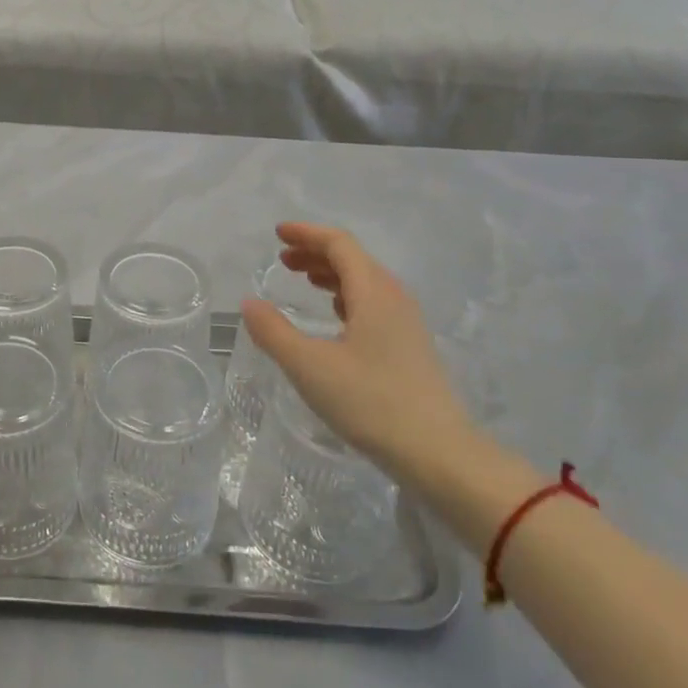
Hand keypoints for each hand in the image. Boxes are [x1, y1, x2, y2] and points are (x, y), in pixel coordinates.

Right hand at [239, 223, 472, 478]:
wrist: (438, 454)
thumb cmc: (370, 402)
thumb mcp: (309, 367)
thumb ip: (273, 332)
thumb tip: (249, 303)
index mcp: (373, 292)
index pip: (339, 244)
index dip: (307, 233)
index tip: (277, 233)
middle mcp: (394, 297)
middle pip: (353, 259)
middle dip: (315, 252)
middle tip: (282, 260)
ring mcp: (407, 322)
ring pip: (365, 281)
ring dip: (331, 274)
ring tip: (303, 281)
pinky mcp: (411, 346)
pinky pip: (374, 303)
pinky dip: (347, 296)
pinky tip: (335, 315)